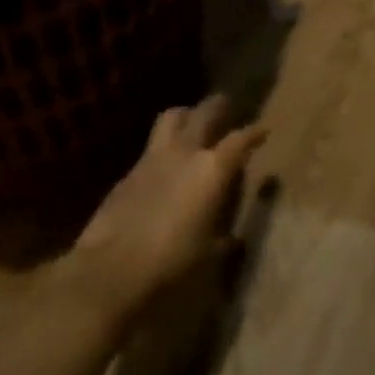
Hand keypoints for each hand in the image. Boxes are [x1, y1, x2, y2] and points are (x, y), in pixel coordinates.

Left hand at [66, 96, 266, 328]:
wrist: (111, 268)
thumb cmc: (171, 261)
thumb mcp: (208, 255)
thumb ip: (224, 240)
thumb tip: (234, 239)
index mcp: (212, 169)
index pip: (240, 139)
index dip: (254, 133)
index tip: (263, 131)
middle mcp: (185, 152)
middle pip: (205, 112)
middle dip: (218, 106)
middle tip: (226, 106)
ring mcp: (153, 157)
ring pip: (172, 117)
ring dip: (186, 115)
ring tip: (192, 123)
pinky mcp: (129, 172)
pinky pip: (150, 147)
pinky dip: (162, 147)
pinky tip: (163, 164)